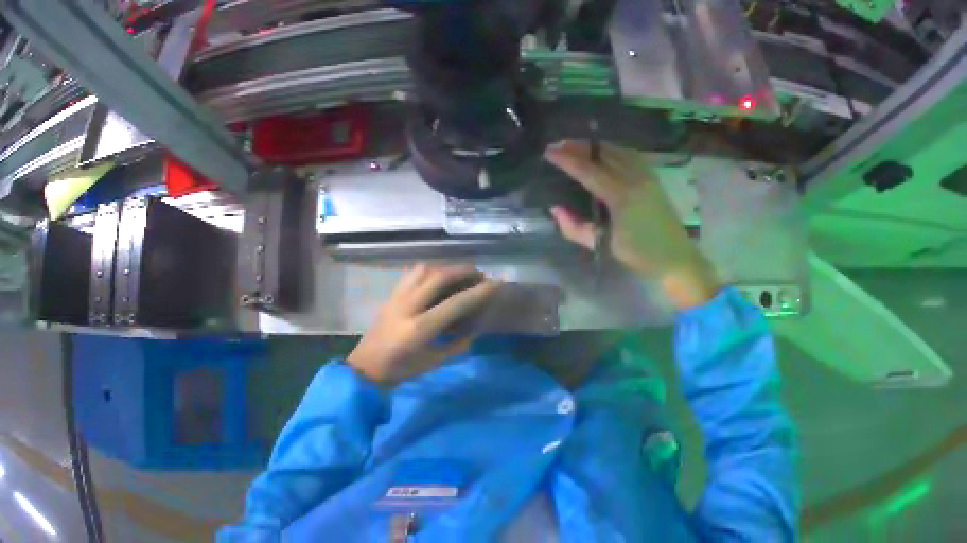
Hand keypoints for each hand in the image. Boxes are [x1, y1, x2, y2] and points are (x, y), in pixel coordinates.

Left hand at [347, 264, 500, 387]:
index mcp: (420, 328)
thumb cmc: (401, 370)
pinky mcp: (390, 296)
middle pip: (440, 277)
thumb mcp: (433, 362)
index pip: (456, 303)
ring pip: (423, 269)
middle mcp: (408, 306)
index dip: (479, 292)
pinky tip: (435, 279)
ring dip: (445, 268)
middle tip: (479, 275)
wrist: (366, 367)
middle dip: (463, 271)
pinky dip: (428, 271)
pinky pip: (410, 274)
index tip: (496, 284)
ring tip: (458, 275)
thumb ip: (456, 345)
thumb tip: (474, 329)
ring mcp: (397, 298)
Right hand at [544, 140, 720, 308]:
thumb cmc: (640, 255)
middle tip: (557, 146)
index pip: (587, 170)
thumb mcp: (605, 245)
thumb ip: (576, 228)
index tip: (548, 152)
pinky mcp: (653, 177)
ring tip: (576, 147)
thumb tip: (556, 209)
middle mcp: (634, 178)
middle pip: (602, 153)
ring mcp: (646, 175)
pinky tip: (603, 153)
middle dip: (578, 147)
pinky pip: (629, 154)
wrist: (676, 257)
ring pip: (616, 149)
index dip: (566, 159)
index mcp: (621, 196)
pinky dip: (612, 150)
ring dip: (594, 146)